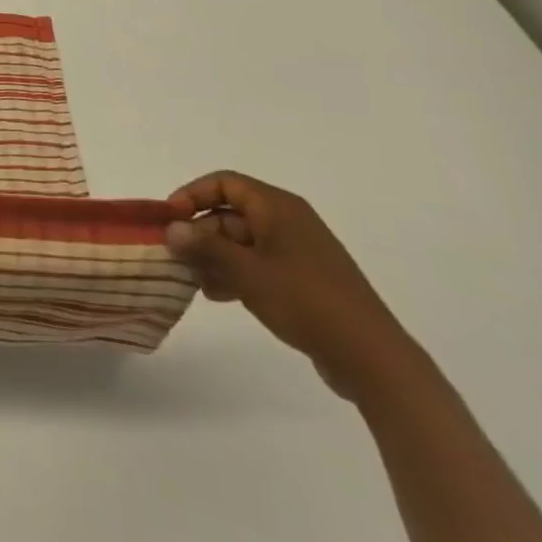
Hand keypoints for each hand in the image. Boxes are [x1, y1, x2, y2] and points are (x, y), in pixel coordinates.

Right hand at [165, 171, 420, 399]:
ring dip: (214, 258)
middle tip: (177, 259)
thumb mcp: (247, 272)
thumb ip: (205, 247)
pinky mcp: (303, 280)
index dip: (192, 195)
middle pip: (230, 214)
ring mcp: (297, 252)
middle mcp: (287, 221)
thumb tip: (171, 228)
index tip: (169, 220)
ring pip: (241, 242)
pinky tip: (219, 296)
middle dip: (200, 235)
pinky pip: (258, 265)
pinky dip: (235, 274)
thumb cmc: (306, 301)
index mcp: (278, 207)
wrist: (372, 358)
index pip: (224, 183)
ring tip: (195, 282)